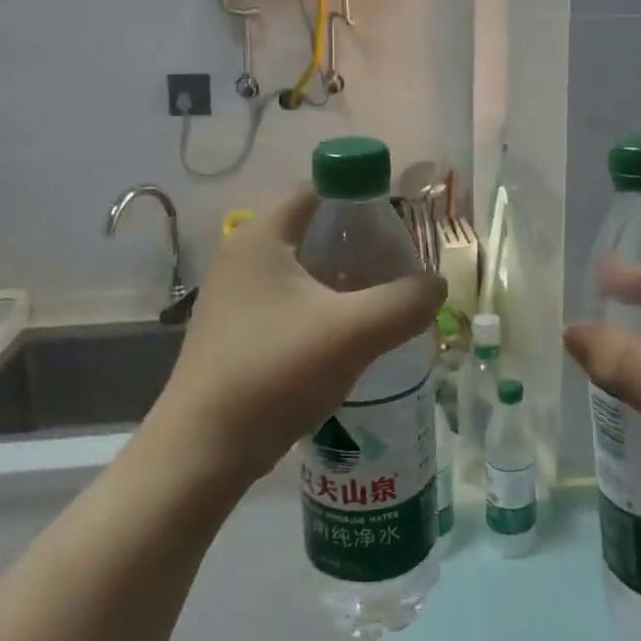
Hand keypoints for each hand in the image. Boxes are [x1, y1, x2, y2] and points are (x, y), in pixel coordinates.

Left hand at [145, 192, 446, 493]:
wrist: (204, 450)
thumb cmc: (275, 373)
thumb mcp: (354, 332)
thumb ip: (406, 301)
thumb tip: (437, 285)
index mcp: (261, 237)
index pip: (317, 189)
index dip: (361, 197)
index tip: (397, 226)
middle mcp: (242, 255)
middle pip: (312, 228)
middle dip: (358, 242)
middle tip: (397, 266)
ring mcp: (235, 295)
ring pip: (302, 268)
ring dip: (342, 277)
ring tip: (381, 300)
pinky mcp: (236, 329)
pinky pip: (289, 300)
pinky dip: (321, 305)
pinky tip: (348, 334)